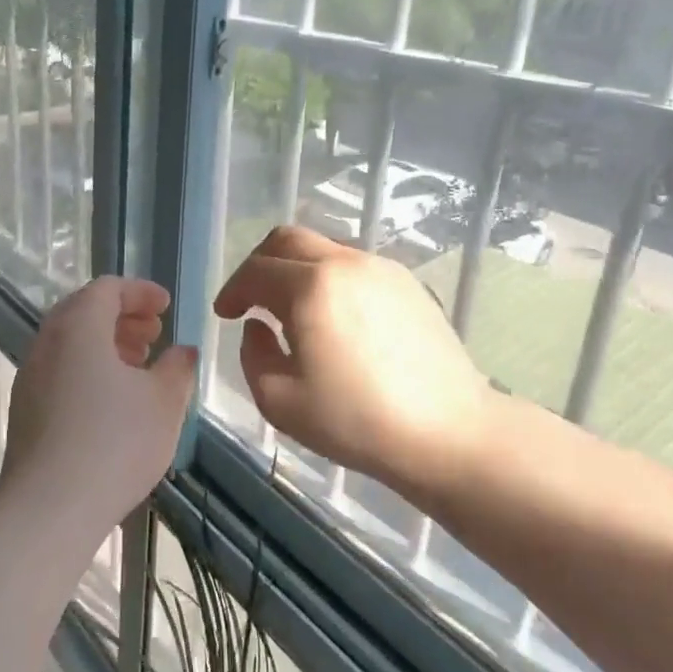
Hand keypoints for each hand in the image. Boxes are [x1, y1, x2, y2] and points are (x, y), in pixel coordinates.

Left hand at [1, 278, 197, 538]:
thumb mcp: (164, 402)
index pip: (107, 289)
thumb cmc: (114, 444)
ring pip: (70, 343)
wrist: (48, 509)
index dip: (140, 292)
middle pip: (84, 311)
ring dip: (105, 344)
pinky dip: (87, 369)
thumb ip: (177, 368)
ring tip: (138, 368)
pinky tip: (112, 403)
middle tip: (154, 335)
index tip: (166, 308)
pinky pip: (59, 371)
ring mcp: (30, 378)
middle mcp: (46, 343)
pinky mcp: (25, 410)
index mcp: (77, 328)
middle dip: (122, 317)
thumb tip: (182, 351)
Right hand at [212, 226, 494, 492]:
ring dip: (295, 269)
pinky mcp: (407, 283)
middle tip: (251, 298)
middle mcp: (344, 263)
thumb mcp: (279, 400)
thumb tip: (258, 327)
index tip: (225, 314)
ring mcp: (381, 269)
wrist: (447, 432)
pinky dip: (328, 278)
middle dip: (259, 264)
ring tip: (292, 310)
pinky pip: (353, 266)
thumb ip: (253, 354)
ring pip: (323, 248)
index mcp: (310, 287)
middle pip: (287, 239)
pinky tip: (334, 318)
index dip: (232, 290)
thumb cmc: (356, 421)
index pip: (255, 271)